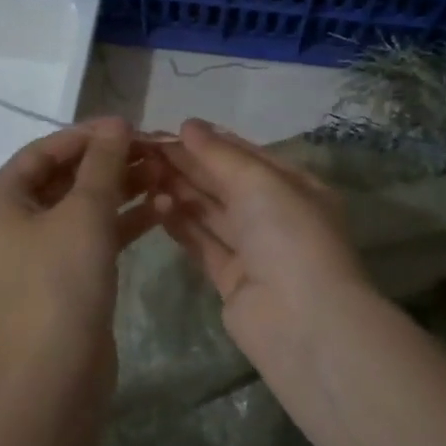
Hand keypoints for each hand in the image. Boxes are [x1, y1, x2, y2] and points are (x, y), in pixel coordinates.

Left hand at [0, 118, 156, 388]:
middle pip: (65, 178)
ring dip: (123, 190)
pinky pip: (95, 237)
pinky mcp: (66, 278)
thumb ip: (103, 162)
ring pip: (84, 208)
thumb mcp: (85, 211)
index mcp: (0, 201)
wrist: (56, 371)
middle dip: (111, 163)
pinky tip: (163, 210)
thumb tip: (116, 123)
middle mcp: (13, 223)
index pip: (44, 151)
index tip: (131, 127)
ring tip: (165, 176)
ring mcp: (39, 253)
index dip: (87, 135)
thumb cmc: (61, 280)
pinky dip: (124, 222)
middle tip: (154, 151)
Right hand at [151, 119, 371, 369]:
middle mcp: (277, 216)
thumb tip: (188, 125)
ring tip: (143, 173)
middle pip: (226, 183)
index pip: (247, 156)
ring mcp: (255, 250)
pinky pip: (203, 244)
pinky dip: (181, 224)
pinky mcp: (233, 280)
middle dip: (189, 166)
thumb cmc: (289, 236)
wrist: (302, 321)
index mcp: (296, 187)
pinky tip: (154, 205)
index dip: (209, 142)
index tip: (169, 130)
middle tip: (145, 150)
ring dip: (180, 191)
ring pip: (212, 213)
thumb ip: (220, 154)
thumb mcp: (260, 182)